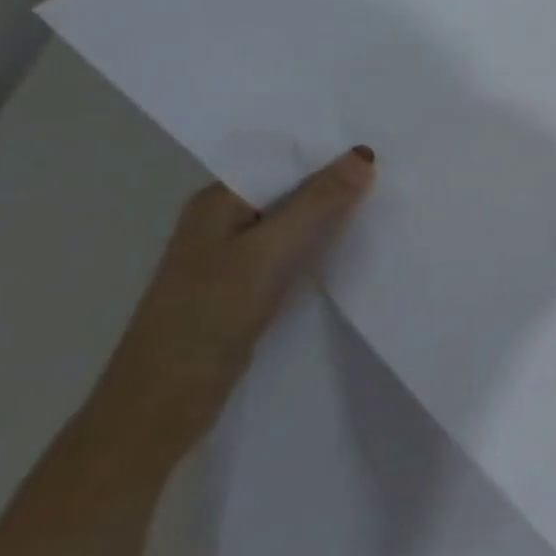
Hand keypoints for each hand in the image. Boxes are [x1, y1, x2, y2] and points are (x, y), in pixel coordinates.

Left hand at [82, 147, 375, 467]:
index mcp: (218, 201)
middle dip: (337, 183)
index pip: (284, 159)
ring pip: (295, 222)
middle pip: (292, 189)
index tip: (384, 147)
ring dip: (333, 216)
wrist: (159, 408)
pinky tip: (355, 247)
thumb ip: (318, 202)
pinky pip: (293, 252)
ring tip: (388, 203)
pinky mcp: (245, 288)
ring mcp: (233, 256)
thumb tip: (364, 153)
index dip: (331, 152)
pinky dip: (321, 246)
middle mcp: (223, 220)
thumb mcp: (269, 252)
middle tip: (397, 173)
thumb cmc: (208, 317)